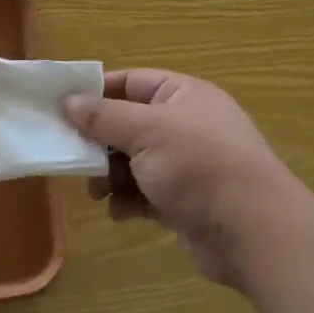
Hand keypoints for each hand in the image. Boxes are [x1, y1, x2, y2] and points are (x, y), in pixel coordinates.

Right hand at [64, 69, 313, 288]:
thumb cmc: (198, 164)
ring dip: (110, 174)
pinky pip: (145, 194)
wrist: (252, 231)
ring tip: (96, 189)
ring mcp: (186, 166)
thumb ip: (102, 116)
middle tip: (71, 154)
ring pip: (134, 162)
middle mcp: (186, 126)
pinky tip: (119, 211)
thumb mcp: (145, 130)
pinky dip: (129, 201)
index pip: (132, 82)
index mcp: (183, 95)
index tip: (61, 106)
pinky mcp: (184, 202)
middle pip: (129, 124)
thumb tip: (67, 100)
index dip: (97, 92)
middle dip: (100, 141)